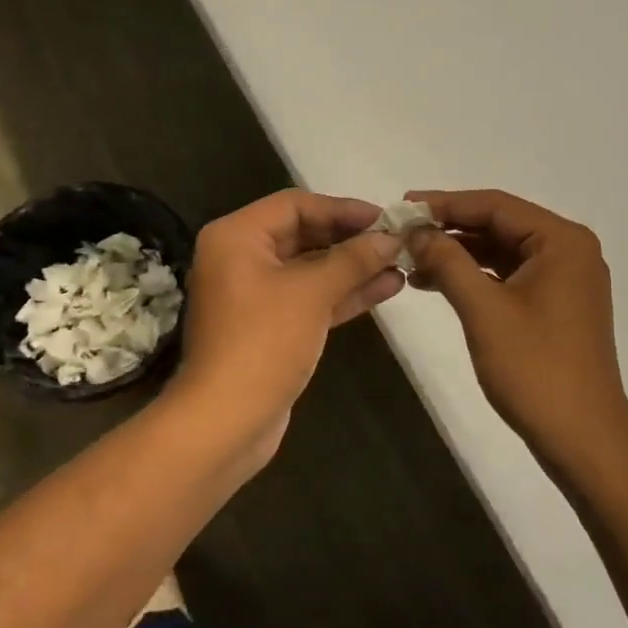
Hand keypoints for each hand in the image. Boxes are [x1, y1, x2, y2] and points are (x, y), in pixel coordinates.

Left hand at [174, 190, 405, 466]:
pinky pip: (311, 298)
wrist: (226, 422)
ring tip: (401, 263)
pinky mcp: (272, 327)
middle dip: (352, 239)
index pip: (295, 205)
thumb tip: (391, 237)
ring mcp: (256, 295)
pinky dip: (344, 293)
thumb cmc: (263, 342)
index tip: (384, 218)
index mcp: (237, 236)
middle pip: (304, 234)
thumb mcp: (312, 292)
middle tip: (396, 240)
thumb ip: (353, 259)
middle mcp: (242, 258)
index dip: (342, 208)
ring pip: (312, 269)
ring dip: (354, 267)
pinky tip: (386, 288)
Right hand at [408, 190, 627, 476]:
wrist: (583, 440)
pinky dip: (475, 277)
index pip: (495, 205)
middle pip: (500, 225)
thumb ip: (448, 262)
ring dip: (459, 254)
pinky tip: (437, 284)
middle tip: (401, 233)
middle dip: (450, 229)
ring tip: (411, 260)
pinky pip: (510, 276)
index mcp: (562, 241)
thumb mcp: (484, 310)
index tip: (402, 207)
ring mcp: (565, 279)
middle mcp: (569, 250)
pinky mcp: (556, 305)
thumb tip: (416, 230)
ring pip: (502, 252)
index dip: (445, 203)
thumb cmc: (535, 369)